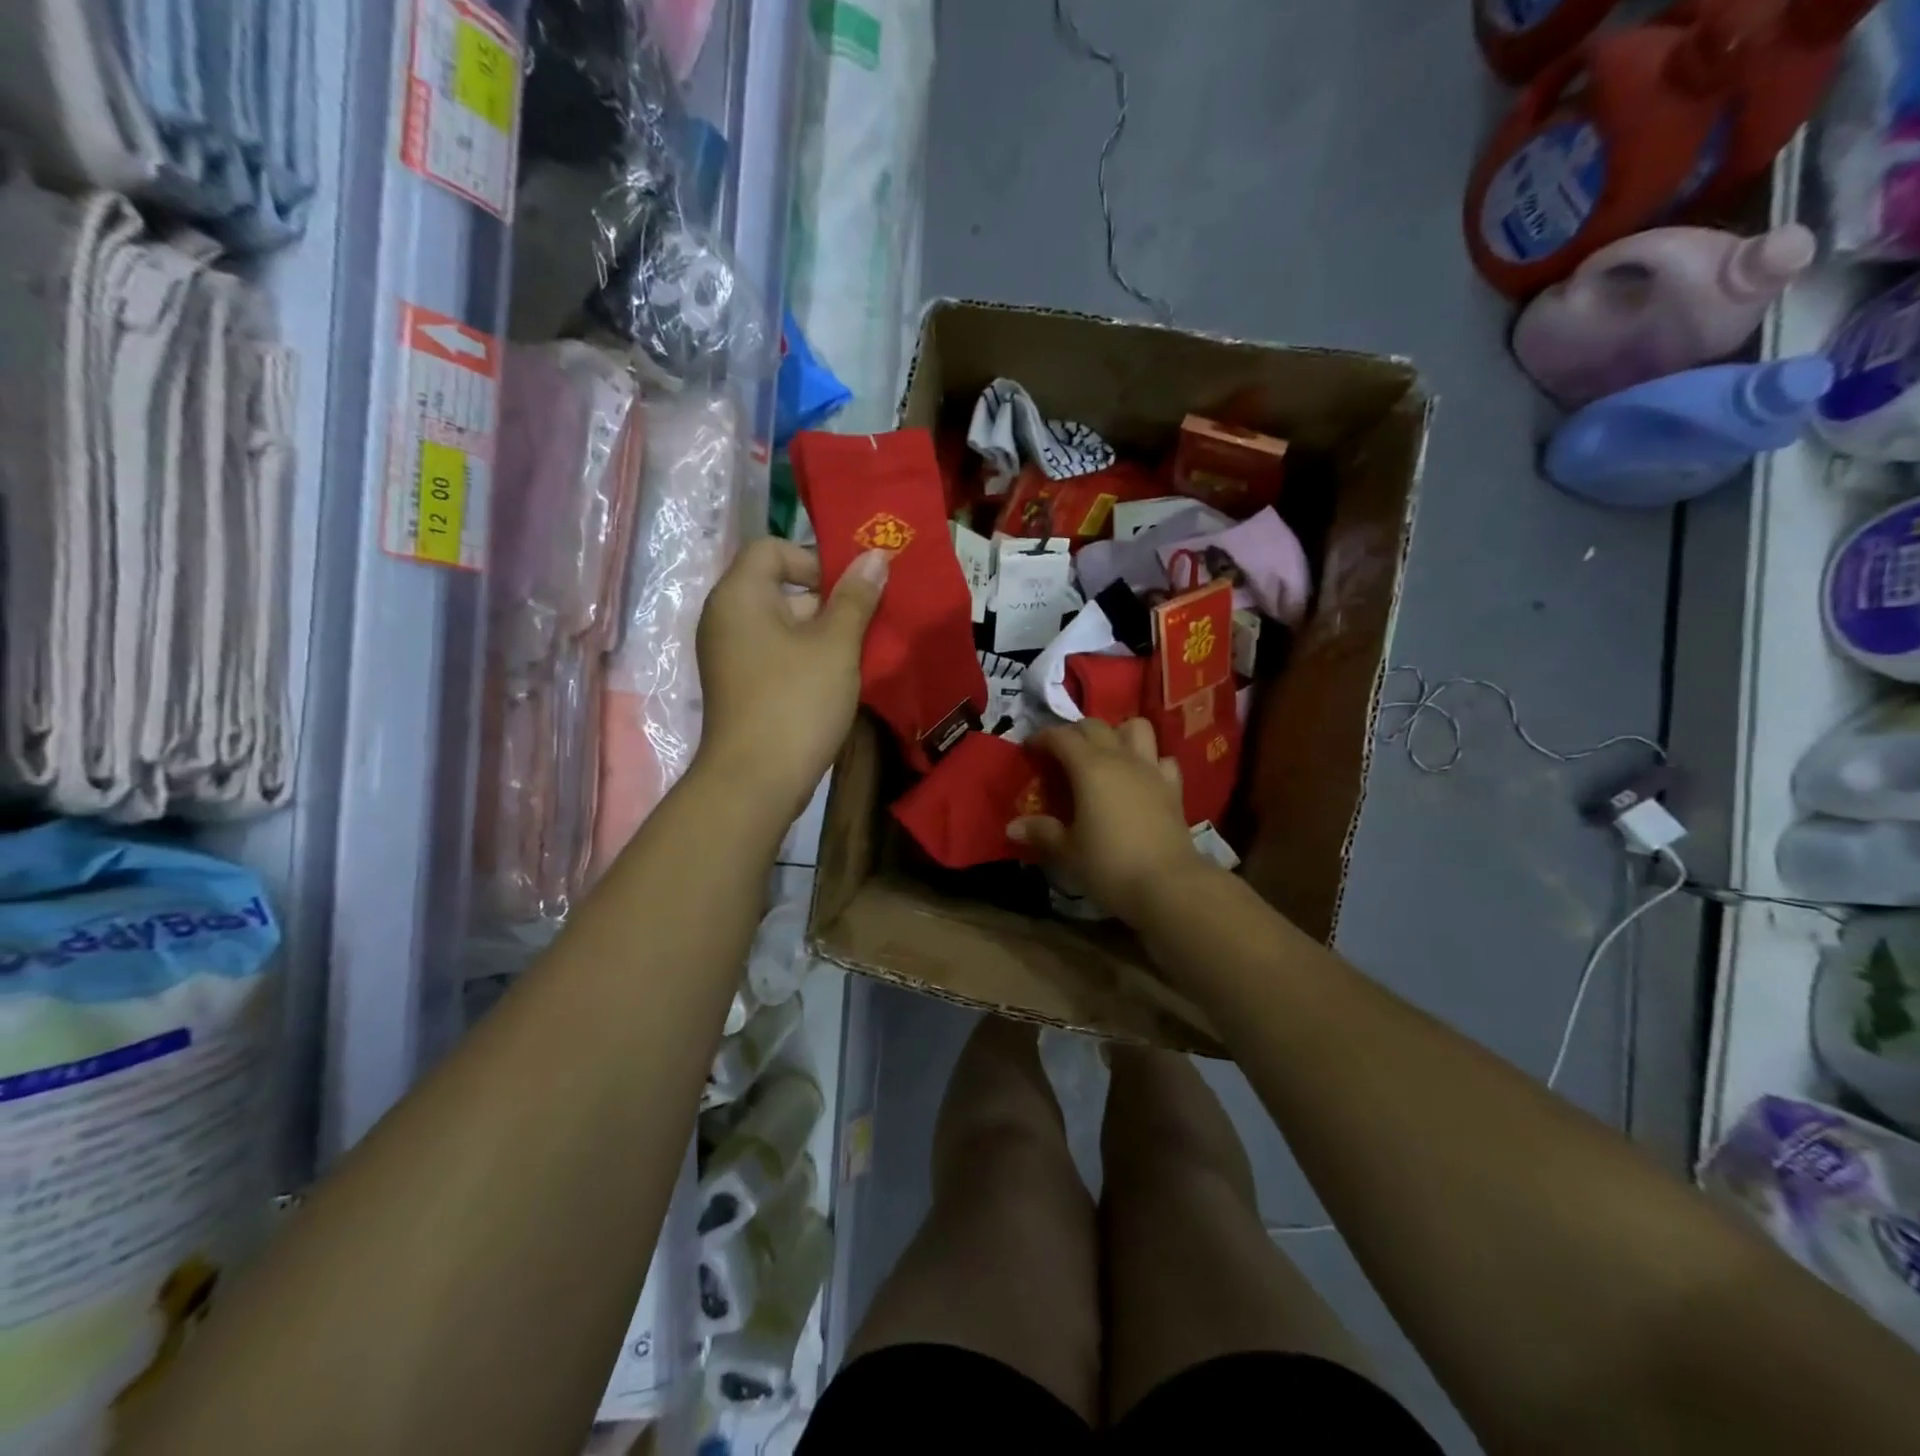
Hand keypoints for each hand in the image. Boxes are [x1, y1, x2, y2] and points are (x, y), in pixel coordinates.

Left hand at [695, 539, 888, 820]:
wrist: (756, 781)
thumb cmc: (796, 702)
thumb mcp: (835, 645)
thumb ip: (856, 597)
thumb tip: (875, 556)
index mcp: (739, 595)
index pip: (772, 549)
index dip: (813, 559)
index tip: (849, 590)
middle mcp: (726, 618)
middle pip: (779, 587)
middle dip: (827, 600)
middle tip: (866, 623)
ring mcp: (730, 655)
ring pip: (783, 625)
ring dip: (823, 633)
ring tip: (859, 654)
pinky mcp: (740, 686)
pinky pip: (776, 654)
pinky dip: (806, 659)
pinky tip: (837, 681)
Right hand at [1010, 718, 1211, 914]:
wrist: (1168, 886)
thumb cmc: (1109, 865)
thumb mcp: (1068, 851)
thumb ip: (1042, 832)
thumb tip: (1013, 827)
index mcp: (1089, 768)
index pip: (1061, 736)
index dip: (1042, 738)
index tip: (1029, 750)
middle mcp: (1120, 758)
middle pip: (1095, 726)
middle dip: (1074, 733)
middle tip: (1060, 755)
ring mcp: (1151, 770)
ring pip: (1135, 728)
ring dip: (1117, 734)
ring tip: (1104, 755)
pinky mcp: (1173, 788)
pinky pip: (1161, 759)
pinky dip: (1149, 761)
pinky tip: (1140, 778)